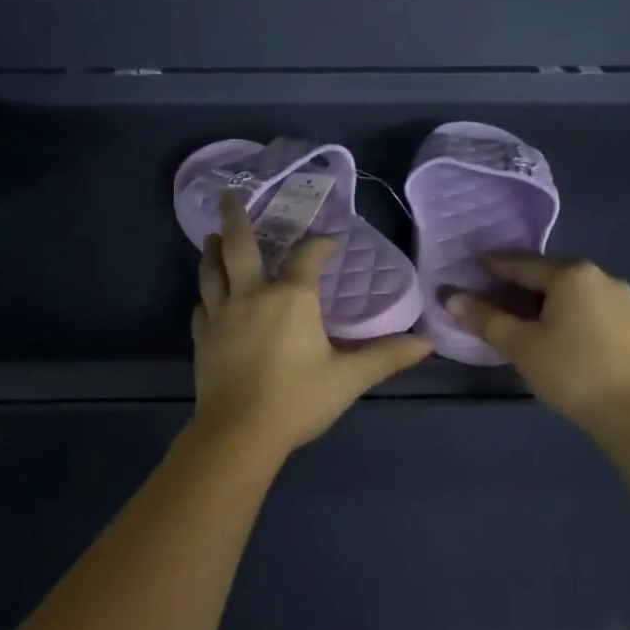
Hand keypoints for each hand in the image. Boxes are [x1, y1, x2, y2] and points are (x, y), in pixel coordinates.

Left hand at [192, 195, 430, 459]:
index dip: (320, 245)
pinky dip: (207, 294)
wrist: (239, 434)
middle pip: (239, 246)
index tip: (329, 244)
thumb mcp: (348, 378)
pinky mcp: (202, 337)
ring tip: (212, 236)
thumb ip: (386, 357)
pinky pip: (202, 305)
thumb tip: (427, 343)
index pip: (307, 256)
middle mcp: (252, 295)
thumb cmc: (297, 400)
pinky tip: (209, 296)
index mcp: (291, 298)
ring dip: (213, 249)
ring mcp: (221, 314)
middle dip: (236, 218)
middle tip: (230, 195)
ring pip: (212, 271)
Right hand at [448, 254, 629, 432]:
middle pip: (547, 274)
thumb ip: (484, 318)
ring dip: (541, 299)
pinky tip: (552, 330)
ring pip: (568, 291)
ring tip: (518, 317)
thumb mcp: (520, 345)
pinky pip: (586, 305)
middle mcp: (599, 275)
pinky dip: (564, 311)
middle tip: (489, 298)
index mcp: (571, 274)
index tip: (470, 270)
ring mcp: (620, 297)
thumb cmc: (571, 372)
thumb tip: (451, 298)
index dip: (492, 267)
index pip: (521, 263)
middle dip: (517, 285)